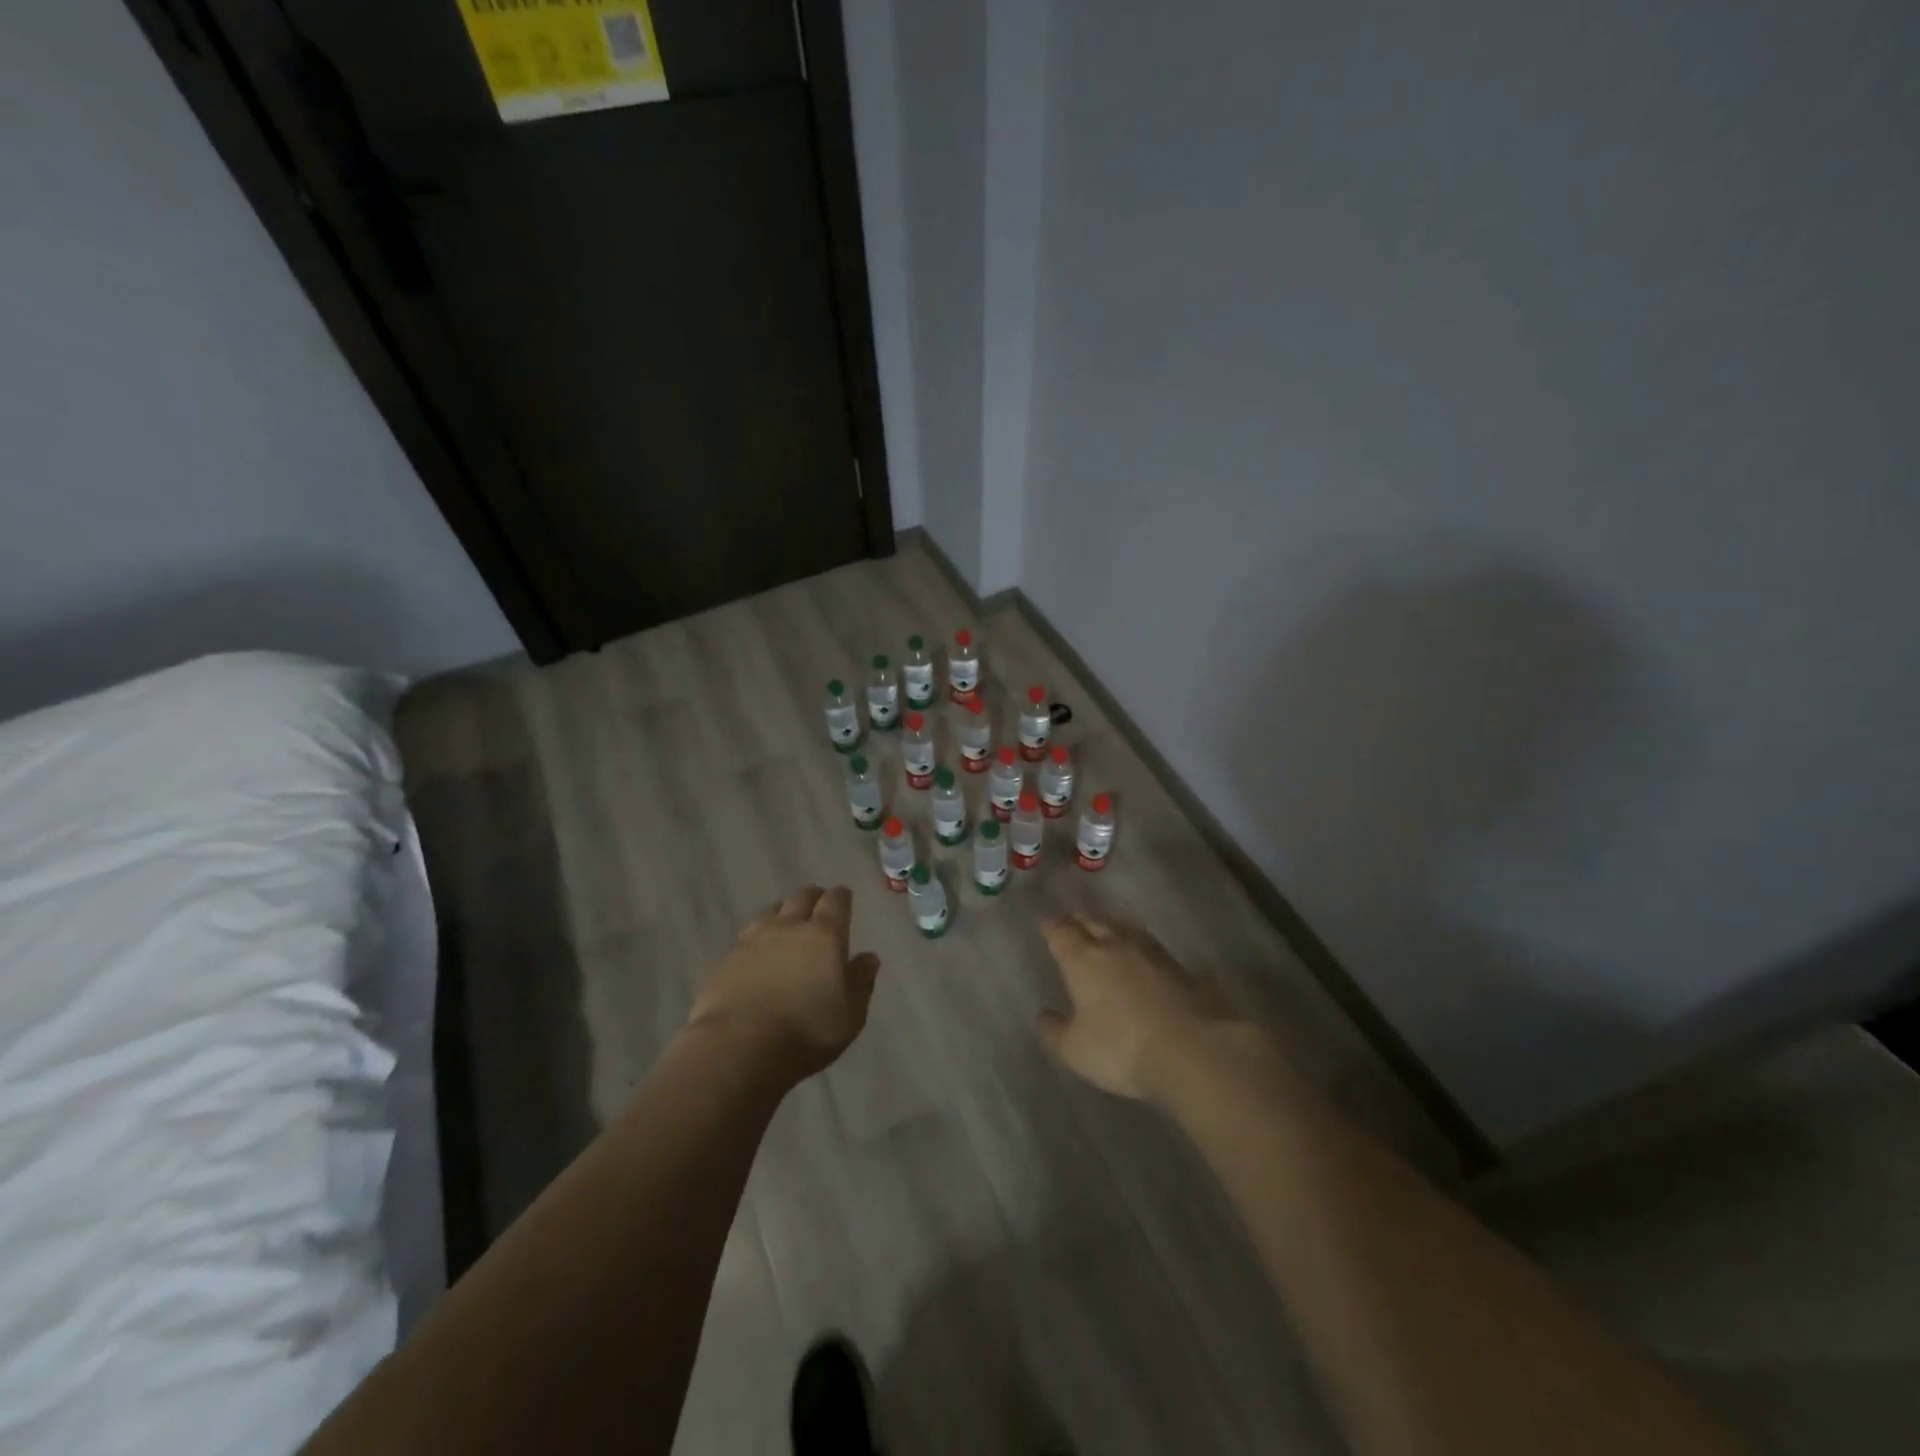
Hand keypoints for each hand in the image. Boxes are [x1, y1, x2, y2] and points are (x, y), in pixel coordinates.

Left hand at [689, 886, 879, 1085]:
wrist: (739, 1046)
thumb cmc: (806, 1032)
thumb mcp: (850, 1015)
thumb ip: (861, 982)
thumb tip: (869, 957)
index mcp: (824, 935)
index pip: (835, 900)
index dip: (841, 897)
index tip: (845, 899)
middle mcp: (789, 927)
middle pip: (802, 897)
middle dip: (813, 898)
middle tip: (818, 908)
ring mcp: (754, 940)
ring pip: (771, 911)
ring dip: (782, 913)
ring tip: (786, 925)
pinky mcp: (727, 959)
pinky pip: (747, 937)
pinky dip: (757, 939)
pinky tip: (757, 954)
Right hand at [1036, 914, 1219, 1100]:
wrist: (1192, 1050)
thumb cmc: (1122, 1048)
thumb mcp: (1076, 1050)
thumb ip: (1055, 1032)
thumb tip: (1042, 1016)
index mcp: (1083, 960)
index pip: (1062, 932)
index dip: (1052, 927)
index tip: (1046, 926)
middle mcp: (1114, 946)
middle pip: (1093, 922)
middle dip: (1079, 921)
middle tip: (1072, 924)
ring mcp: (1149, 952)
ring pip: (1122, 928)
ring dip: (1109, 927)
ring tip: (1104, 931)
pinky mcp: (1177, 965)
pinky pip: (1146, 943)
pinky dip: (1134, 943)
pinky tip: (1137, 954)